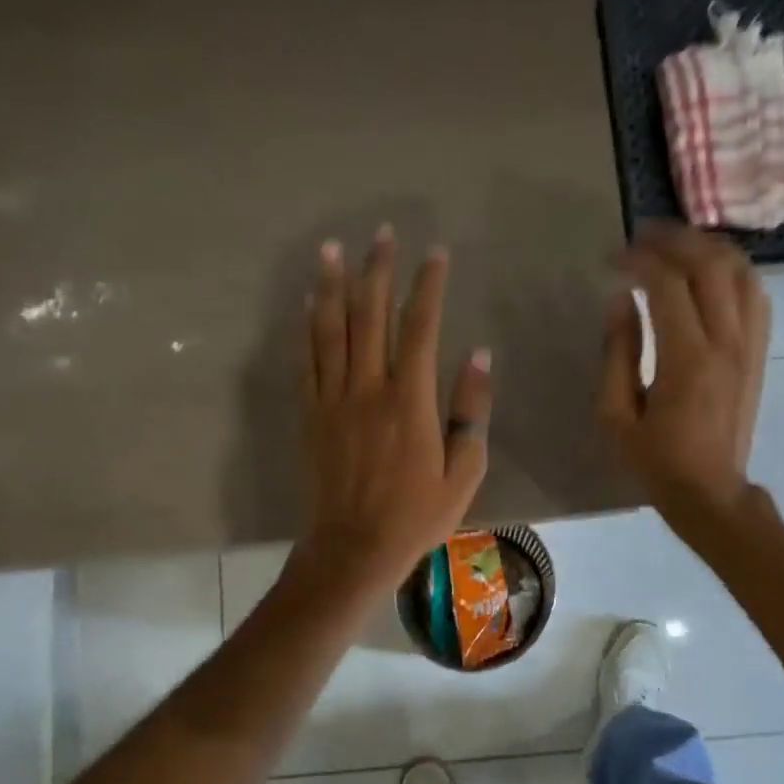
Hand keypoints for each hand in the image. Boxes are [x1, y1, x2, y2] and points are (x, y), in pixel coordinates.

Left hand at [295, 226, 492, 596]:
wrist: (353, 549)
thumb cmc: (417, 517)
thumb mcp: (464, 472)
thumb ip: (472, 411)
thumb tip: (478, 355)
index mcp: (410, 402)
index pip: (420, 328)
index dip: (427, 286)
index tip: (435, 254)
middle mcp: (367, 390)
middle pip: (369, 316)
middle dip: (377, 271)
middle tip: (382, 234)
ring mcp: (332, 400)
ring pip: (329, 330)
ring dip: (331, 286)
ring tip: (332, 249)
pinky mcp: (310, 415)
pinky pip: (306, 361)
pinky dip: (306, 328)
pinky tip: (305, 304)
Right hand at [599, 222, 768, 528]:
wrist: (710, 492)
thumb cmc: (655, 461)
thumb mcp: (616, 416)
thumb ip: (617, 354)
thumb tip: (620, 301)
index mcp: (686, 360)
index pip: (668, 285)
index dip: (639, 260)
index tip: (613, 258)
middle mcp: (726, 343)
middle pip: (711, 264)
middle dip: (675, 239)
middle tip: (643, 236)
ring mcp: (750, 346)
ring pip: (742, 272)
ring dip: (709, 247)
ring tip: (676, 244)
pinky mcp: (759, 353)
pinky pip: (757, 295)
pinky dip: (734, 271)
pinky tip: (711, 272)